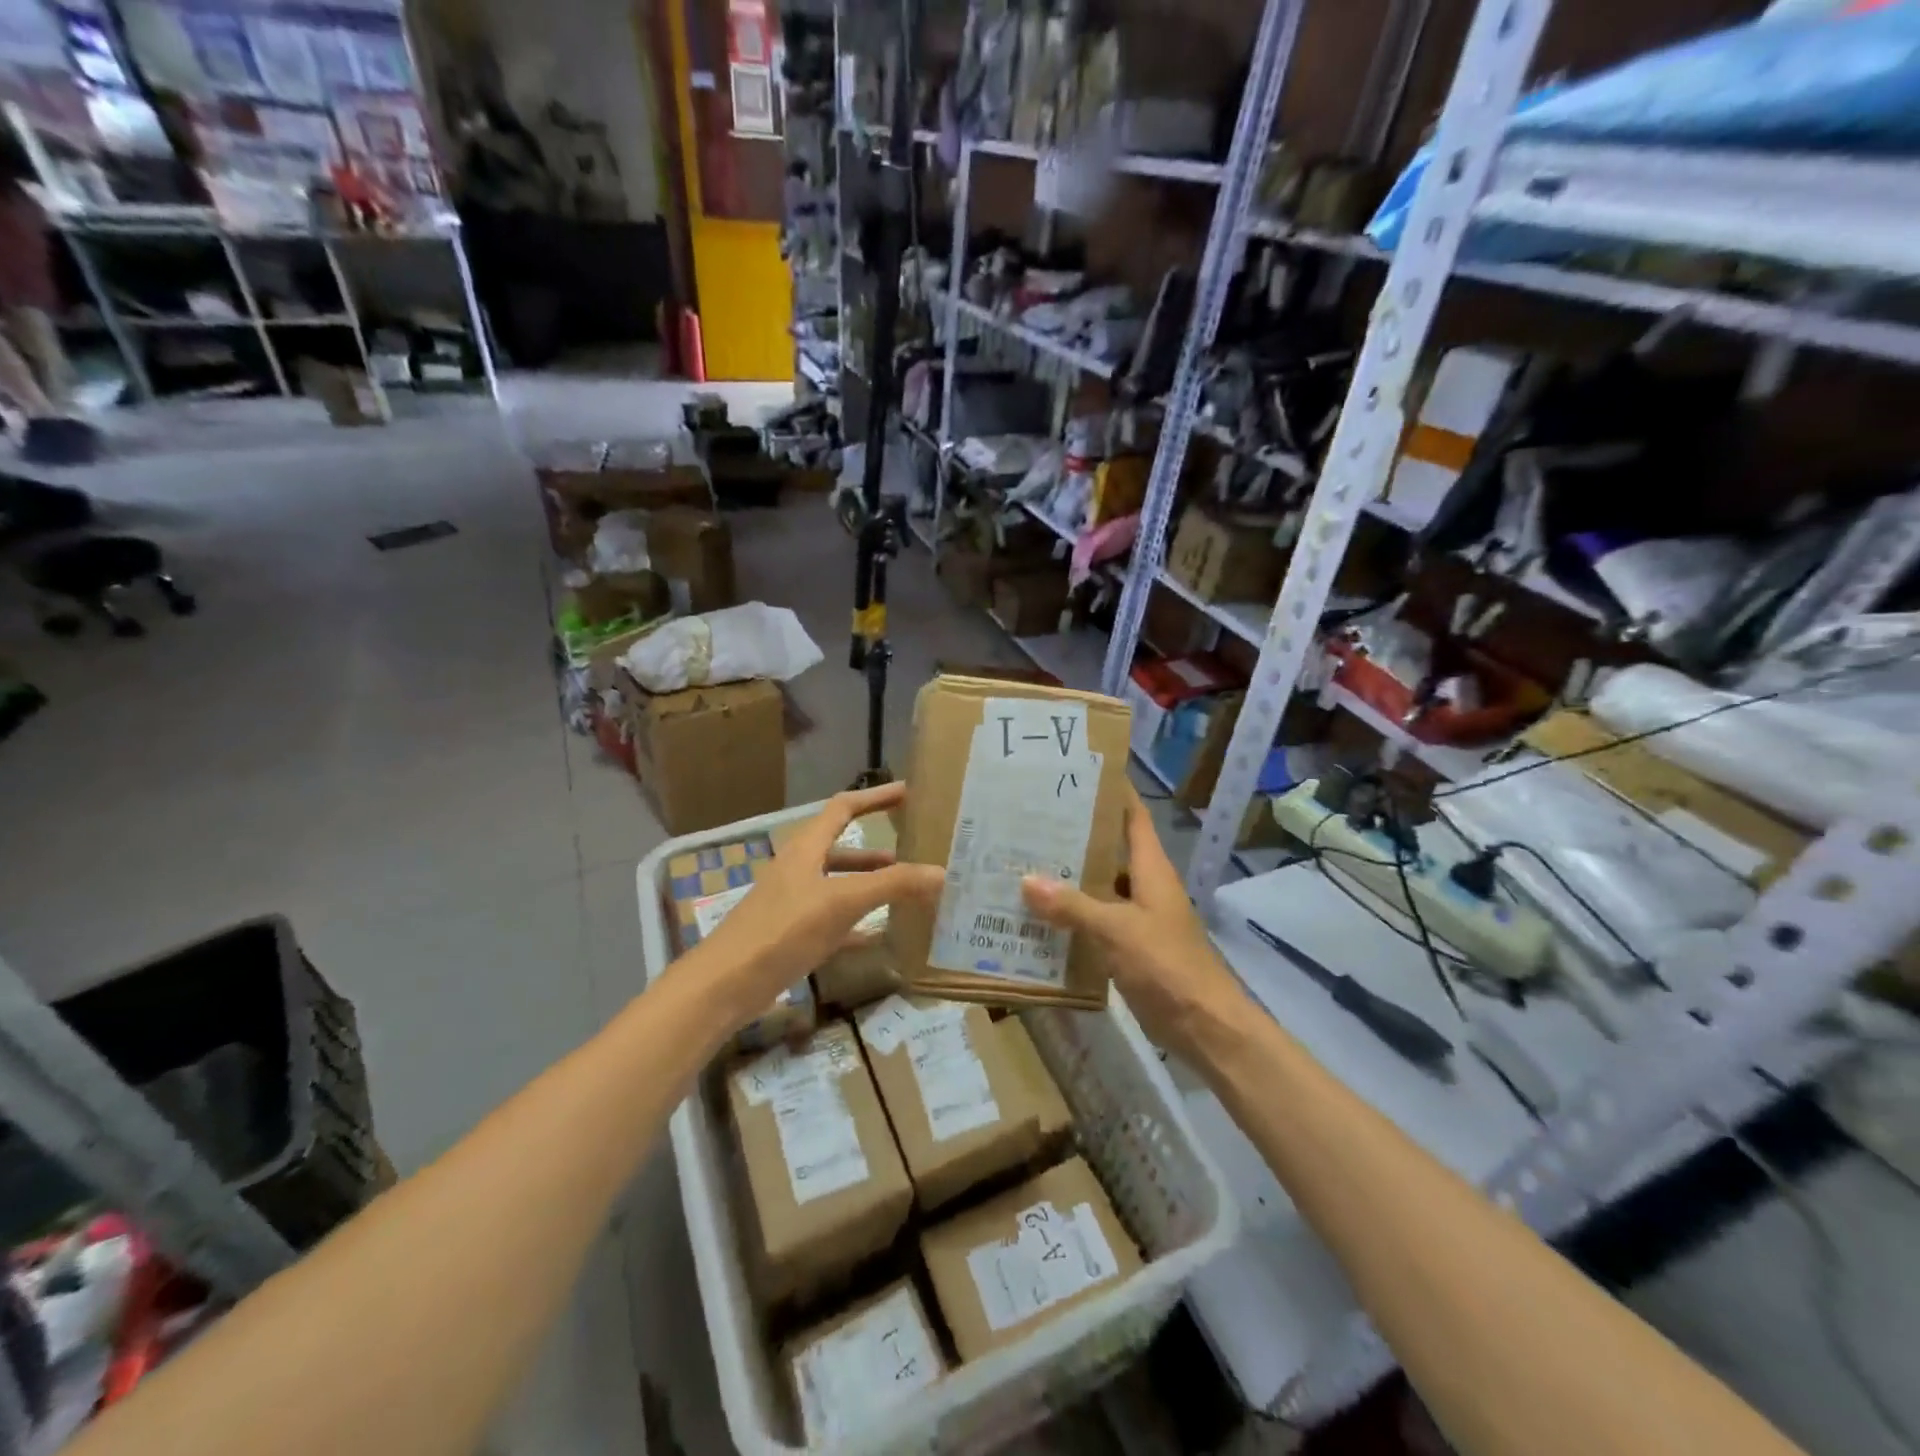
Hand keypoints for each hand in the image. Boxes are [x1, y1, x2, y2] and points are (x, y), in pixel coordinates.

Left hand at [690, 784, 942, 1023]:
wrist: (726, 984)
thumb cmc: (782, 930)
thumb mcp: (841, 902)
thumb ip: (892, 885)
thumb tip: (941, 872)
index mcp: (806, 849)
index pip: (844, 808)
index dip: (875, 798)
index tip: (907, 792)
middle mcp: (799, 869)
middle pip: (844, 849)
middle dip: (879, 850)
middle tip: (916, 852)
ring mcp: (794, 903)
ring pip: (840, 886)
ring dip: (871, 886)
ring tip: (906, 894)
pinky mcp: (792, 936)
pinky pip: (834, 922)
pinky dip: (858, 924)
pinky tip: (881, 935)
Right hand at [1020, 786, 1247, 1061]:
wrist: (1204, 1026)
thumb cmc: (1167, 965)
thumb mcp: (1116, 930)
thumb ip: (1072, 906)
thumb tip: (1026, 879)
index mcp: (1151, 869)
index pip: (1133, 817)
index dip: (1112, 793)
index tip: (1077, 774)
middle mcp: (1145, 886)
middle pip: (1108, 850)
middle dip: (1074, 837)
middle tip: (1029, 821)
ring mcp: (1138, 918)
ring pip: (1098, 888)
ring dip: (1068, 880)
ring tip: (1022, 864)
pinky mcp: (1129, 948)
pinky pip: (1094, 923)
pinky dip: (1070, 918)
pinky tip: (1037, 918)